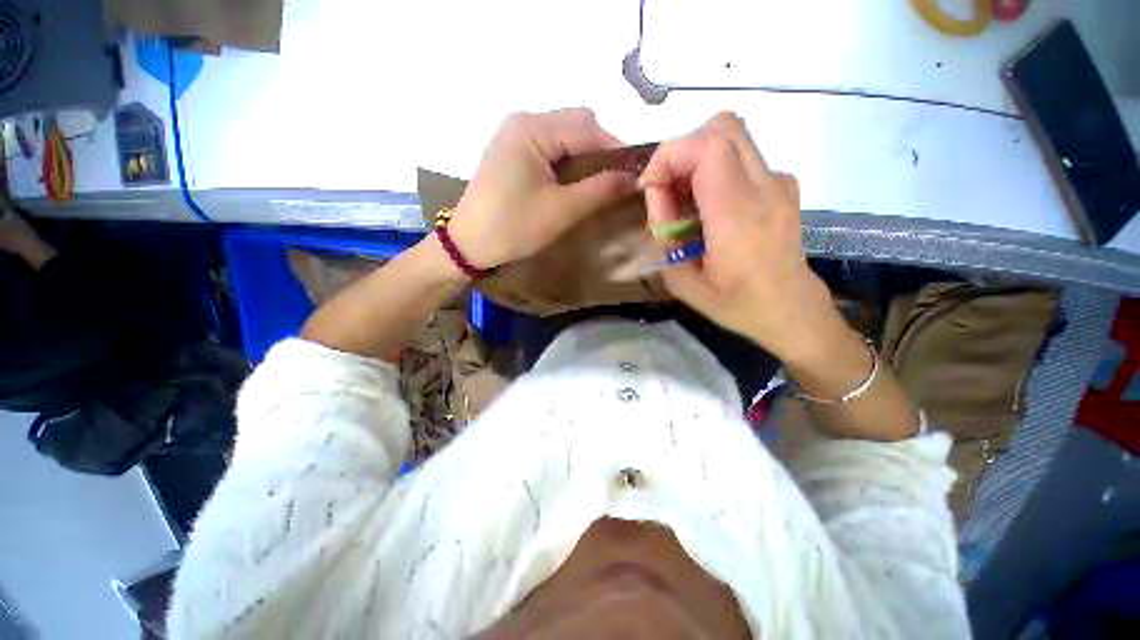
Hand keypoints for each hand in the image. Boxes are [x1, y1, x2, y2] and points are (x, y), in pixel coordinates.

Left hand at [447, 109, 637, 269]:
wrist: (469, 245)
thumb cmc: (514, 227)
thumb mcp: (562, 210)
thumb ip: (601, 189)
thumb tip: (634, 178)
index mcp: (533, 128)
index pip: (588, 127)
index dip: (615, 150)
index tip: (634, 175)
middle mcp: (523, 121)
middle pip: (575, 125)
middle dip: (600, 152)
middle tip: (614, 182)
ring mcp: (514, 136)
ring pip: (563, 137)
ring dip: (584, 157)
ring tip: (597, 185)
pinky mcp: (511, 153)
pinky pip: (549, 148)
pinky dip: (567, 162)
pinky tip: (572, 183)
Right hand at [641, 113, 847, 361]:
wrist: (791, 311)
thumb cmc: (735, 303)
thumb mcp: (682, 280)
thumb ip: (664, 232)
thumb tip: (655, 191)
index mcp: (738, 215)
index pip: (706, 146)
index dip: (669, 154)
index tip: (650, 186)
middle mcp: (765, 187)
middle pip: (722, 127)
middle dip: (682, 150)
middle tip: (666, 188)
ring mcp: (780, 182)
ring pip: (732, 136)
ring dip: (697, 158)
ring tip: (684, 201)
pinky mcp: (783, 185)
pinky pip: (742, 157)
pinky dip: (715, 168)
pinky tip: (709, 206)